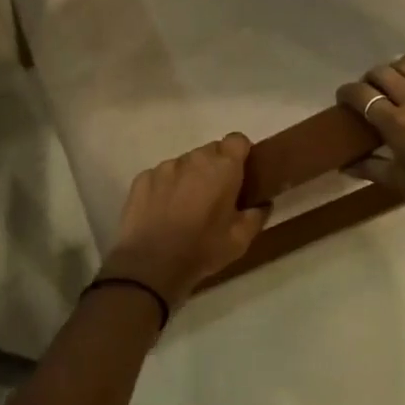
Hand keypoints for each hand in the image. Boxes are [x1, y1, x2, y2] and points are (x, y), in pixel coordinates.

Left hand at [101, 134, 268, 309]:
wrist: (151, 264)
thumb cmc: (202, 249)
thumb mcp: (240, 240)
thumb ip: (256, 216)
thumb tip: (262, 203)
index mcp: (222, 168)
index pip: (237, 140)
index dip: (240, 154)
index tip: (240, 174)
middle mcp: (193, 158)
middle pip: (210, 151)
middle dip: (215, 168)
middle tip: (215, 196)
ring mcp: (165, 167)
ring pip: (185, 163)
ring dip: (190, 177)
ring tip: (186, 207)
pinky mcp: (142, 178)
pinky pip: (161, 175)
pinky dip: (166, 187)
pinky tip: (163, 212)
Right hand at [338, 54, 404, 250]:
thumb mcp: (403, 186)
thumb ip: (372, 169)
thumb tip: (346, 166)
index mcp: (397, 124)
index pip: (362, 95)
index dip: (346, 93)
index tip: (342, 99)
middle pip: (383, 73)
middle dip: (369, 79)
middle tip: (367, 94)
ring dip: (394, 69)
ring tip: (393, 83)